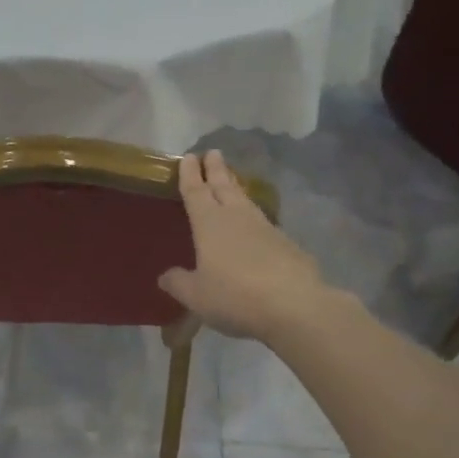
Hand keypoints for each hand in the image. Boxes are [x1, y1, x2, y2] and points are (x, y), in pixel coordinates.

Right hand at [159, 150, 326, 340]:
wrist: (293, 305)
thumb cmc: (234, 296)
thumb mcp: (196, 296)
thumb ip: (179, 283)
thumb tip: (165, 276)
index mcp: (209, 223)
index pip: (196, 191)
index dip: (189, 174)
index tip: (188, 156)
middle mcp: (236, 217)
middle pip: (223, 186)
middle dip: (216, 169)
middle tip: (212, 152)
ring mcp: (264, 227)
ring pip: (245, 199)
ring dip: (235, 187)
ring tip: (230, 180)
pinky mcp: (285, 242)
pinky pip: (261, 220)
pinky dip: (252, 214)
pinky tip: (253, 223)